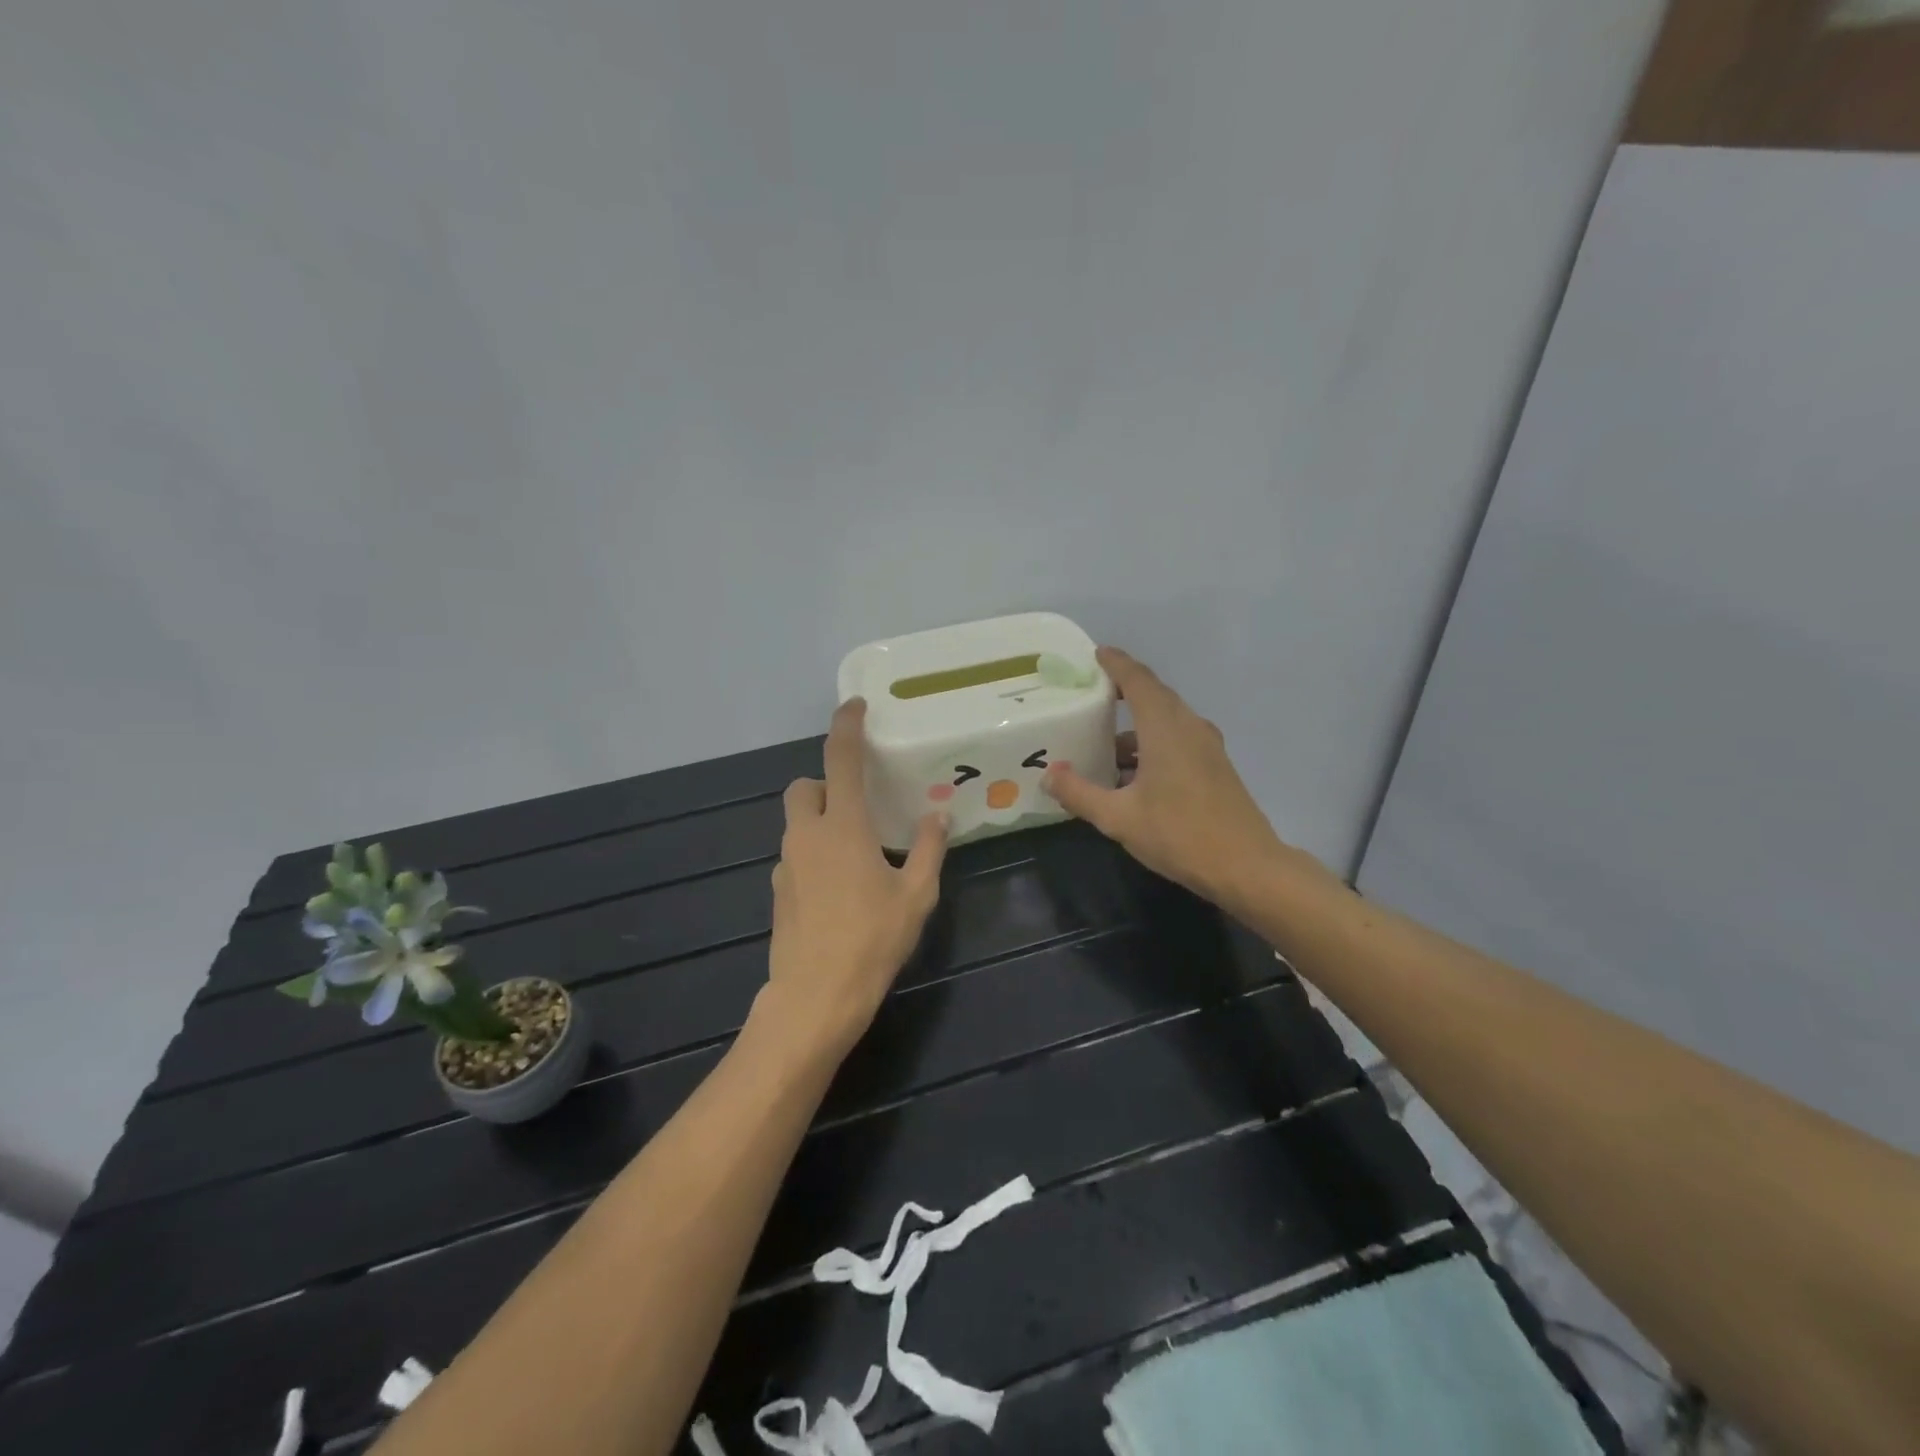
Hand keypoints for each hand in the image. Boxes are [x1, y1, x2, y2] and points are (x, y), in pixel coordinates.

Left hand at [764, 699, 948, 1055]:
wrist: (815, 997)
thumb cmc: (872, 940)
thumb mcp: (916, 895)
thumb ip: (929, 850)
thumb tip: (939, 816)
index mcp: (842, 826)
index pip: (841, 759)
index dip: (846, 726)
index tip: (855, 706)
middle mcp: (806, 836)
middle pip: (804, 787)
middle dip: (826, 785)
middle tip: (858, 807)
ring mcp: (785, 864)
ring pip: (797, 824)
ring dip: (821, 823)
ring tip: (857, 856)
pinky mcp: (777, 892)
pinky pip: (795, 856)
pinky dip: (813, 856)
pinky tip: (839, 892)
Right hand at [1043, 647, 1321, 916]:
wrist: (1246, 866)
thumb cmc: (1179, 834)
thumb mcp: (1118, 818)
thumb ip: (1080, 793)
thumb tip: (1049, 774)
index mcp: (1165, 728)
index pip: (1138, 680)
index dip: (1116, 663)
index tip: (1096, 654)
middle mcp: (1189, 727)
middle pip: (1154, 696)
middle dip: (1123, 691)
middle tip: (1090, 696)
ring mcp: (1206, 746)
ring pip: (1166, 721)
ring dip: (1136, 726)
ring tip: (1103, 746)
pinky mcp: (1215, 766)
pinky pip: (1177, 739)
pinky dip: (1152, 744)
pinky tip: (1132, 774)